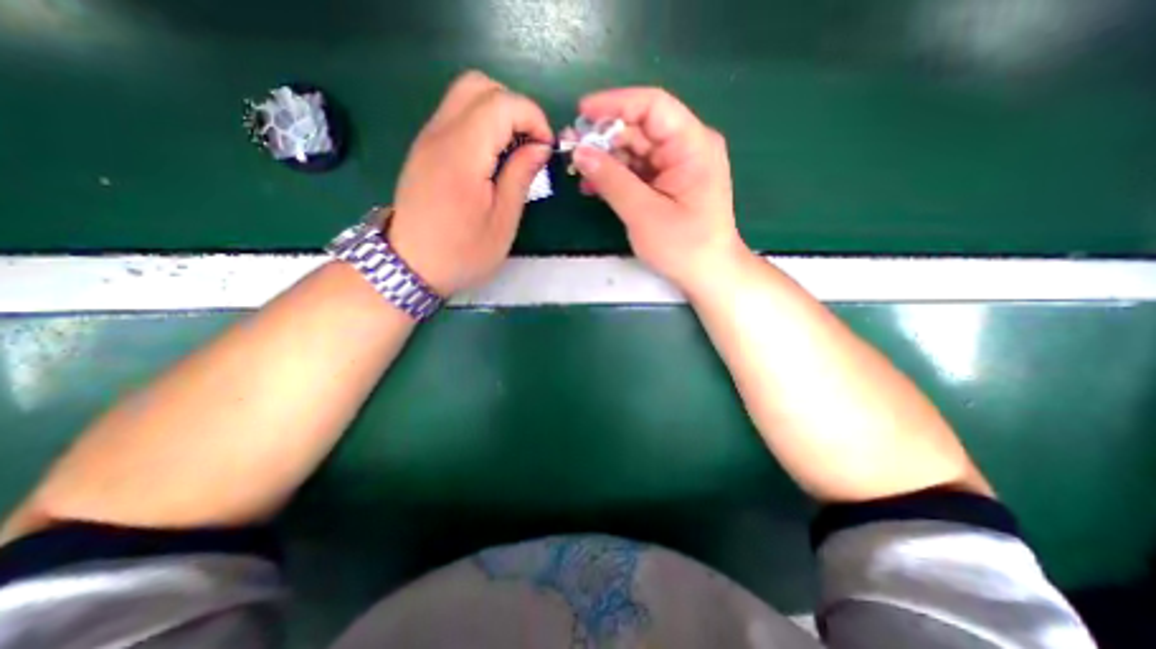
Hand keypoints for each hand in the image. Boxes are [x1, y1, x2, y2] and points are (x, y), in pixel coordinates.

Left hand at [387, 70, 549, 292]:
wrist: (410, 267)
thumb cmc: (463, 253)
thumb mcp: (503, 222)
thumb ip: (521, 176)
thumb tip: (539, 147)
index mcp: (463, 154)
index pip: (502, 103)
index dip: (533, 117)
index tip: (546, 148)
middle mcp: (439, 134)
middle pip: (479, 85)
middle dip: (515, 108)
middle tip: (530, 144)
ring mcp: (427, 139)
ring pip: (465, 96)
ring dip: (498, 114)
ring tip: (514, 152)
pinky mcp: (423, 149)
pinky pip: (455, 116)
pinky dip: (480, 125)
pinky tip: (491, 159)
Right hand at [571, 85, 749, 294]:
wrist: (707, 274)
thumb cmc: (684, 246)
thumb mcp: (644, 214)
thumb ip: (612, 180)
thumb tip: (579, 151)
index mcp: (692, 145)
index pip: (653, 106)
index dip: (615, 105)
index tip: (581, 113)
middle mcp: (686, 148)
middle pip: (640, 129)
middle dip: (604, 137)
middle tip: (570, 148)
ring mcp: (676, 167)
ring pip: (635, 151)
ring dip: (605, 159)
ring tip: (576, 170)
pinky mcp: (667, 185)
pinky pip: (637, 171)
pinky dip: (615, 177)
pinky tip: (593, 186)